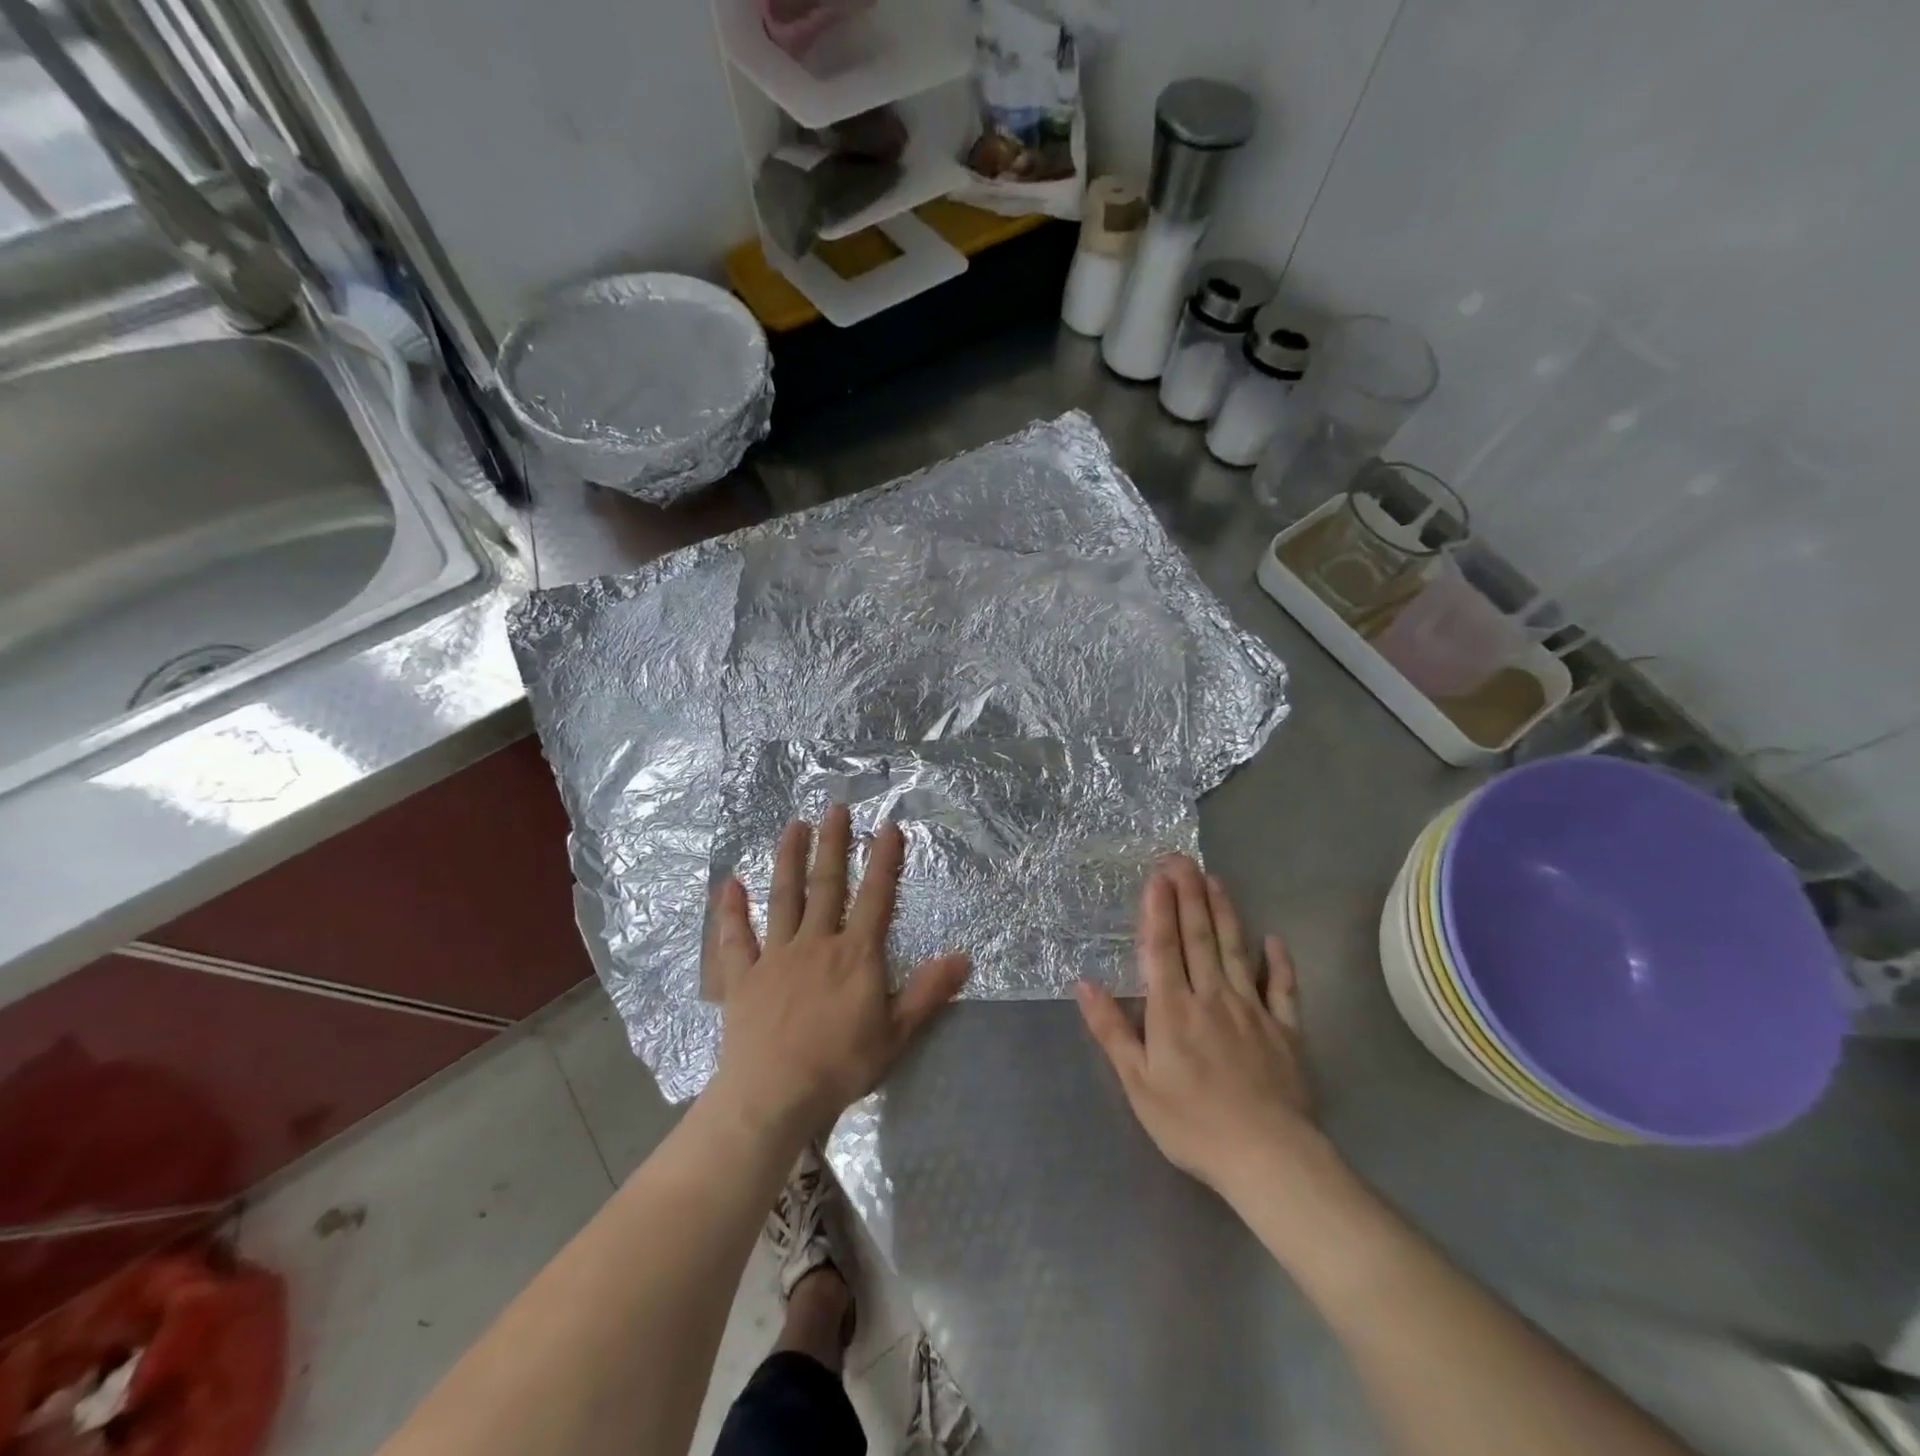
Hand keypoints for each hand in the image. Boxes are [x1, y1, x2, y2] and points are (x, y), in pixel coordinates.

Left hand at [708, 805, 970, 1143]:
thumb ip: (928, 992)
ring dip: (789, 860)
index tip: (889, 826)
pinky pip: (735, 938)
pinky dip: (731, 911)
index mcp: (855, 955)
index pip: (876, 898)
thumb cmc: (840, 1066)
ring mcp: (775, 956)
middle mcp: (816, 943)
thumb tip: (964, 957)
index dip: (885, 861)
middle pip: (827, 885)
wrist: (773, 1096)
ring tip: (793, 826)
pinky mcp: (742, 977)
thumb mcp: (896, 1035)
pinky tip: (729, 884)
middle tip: (835, 807)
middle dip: (834, 844)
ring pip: (784, 898)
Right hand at [1077, 855, 1319, 1207]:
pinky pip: (1281, 988)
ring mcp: (1252, 1010)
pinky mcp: (1285, 1030)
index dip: (1159, 908)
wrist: (1267, 1156)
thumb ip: (1111, 1030)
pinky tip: (1273, 939)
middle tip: (1183, 859)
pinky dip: (1278, 962)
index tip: (1157, 874)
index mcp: (1173, 1009)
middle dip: (1188, 894)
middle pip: (1198, 936)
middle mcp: (1211, 997)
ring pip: (1235, 950)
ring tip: (1215, 879)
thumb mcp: (1137, 1083)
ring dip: (1224, 912)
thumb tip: (1083, 984)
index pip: (1163, 947)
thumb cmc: (1191, 1122)